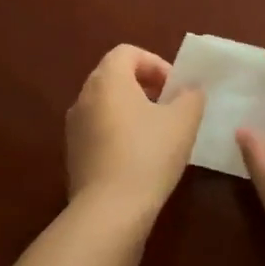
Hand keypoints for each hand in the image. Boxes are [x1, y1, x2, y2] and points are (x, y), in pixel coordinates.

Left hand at [66, 44, 203, 223]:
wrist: (108, 212)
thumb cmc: (148, 155)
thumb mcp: (183, 121)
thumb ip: (191, 96)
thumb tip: (189, 90)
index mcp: (107, 80)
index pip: (128, 52)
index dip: (155, 63)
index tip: (175, 88)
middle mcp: (84, 96)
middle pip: (115, 77)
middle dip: (145, 86)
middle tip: (171, 107)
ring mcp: (74, 127)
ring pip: (107, 105)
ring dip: (132, 111)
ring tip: (158, 134)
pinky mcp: (73, 155)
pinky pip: (99, 130)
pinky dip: (119, 133)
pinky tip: (140, 158)